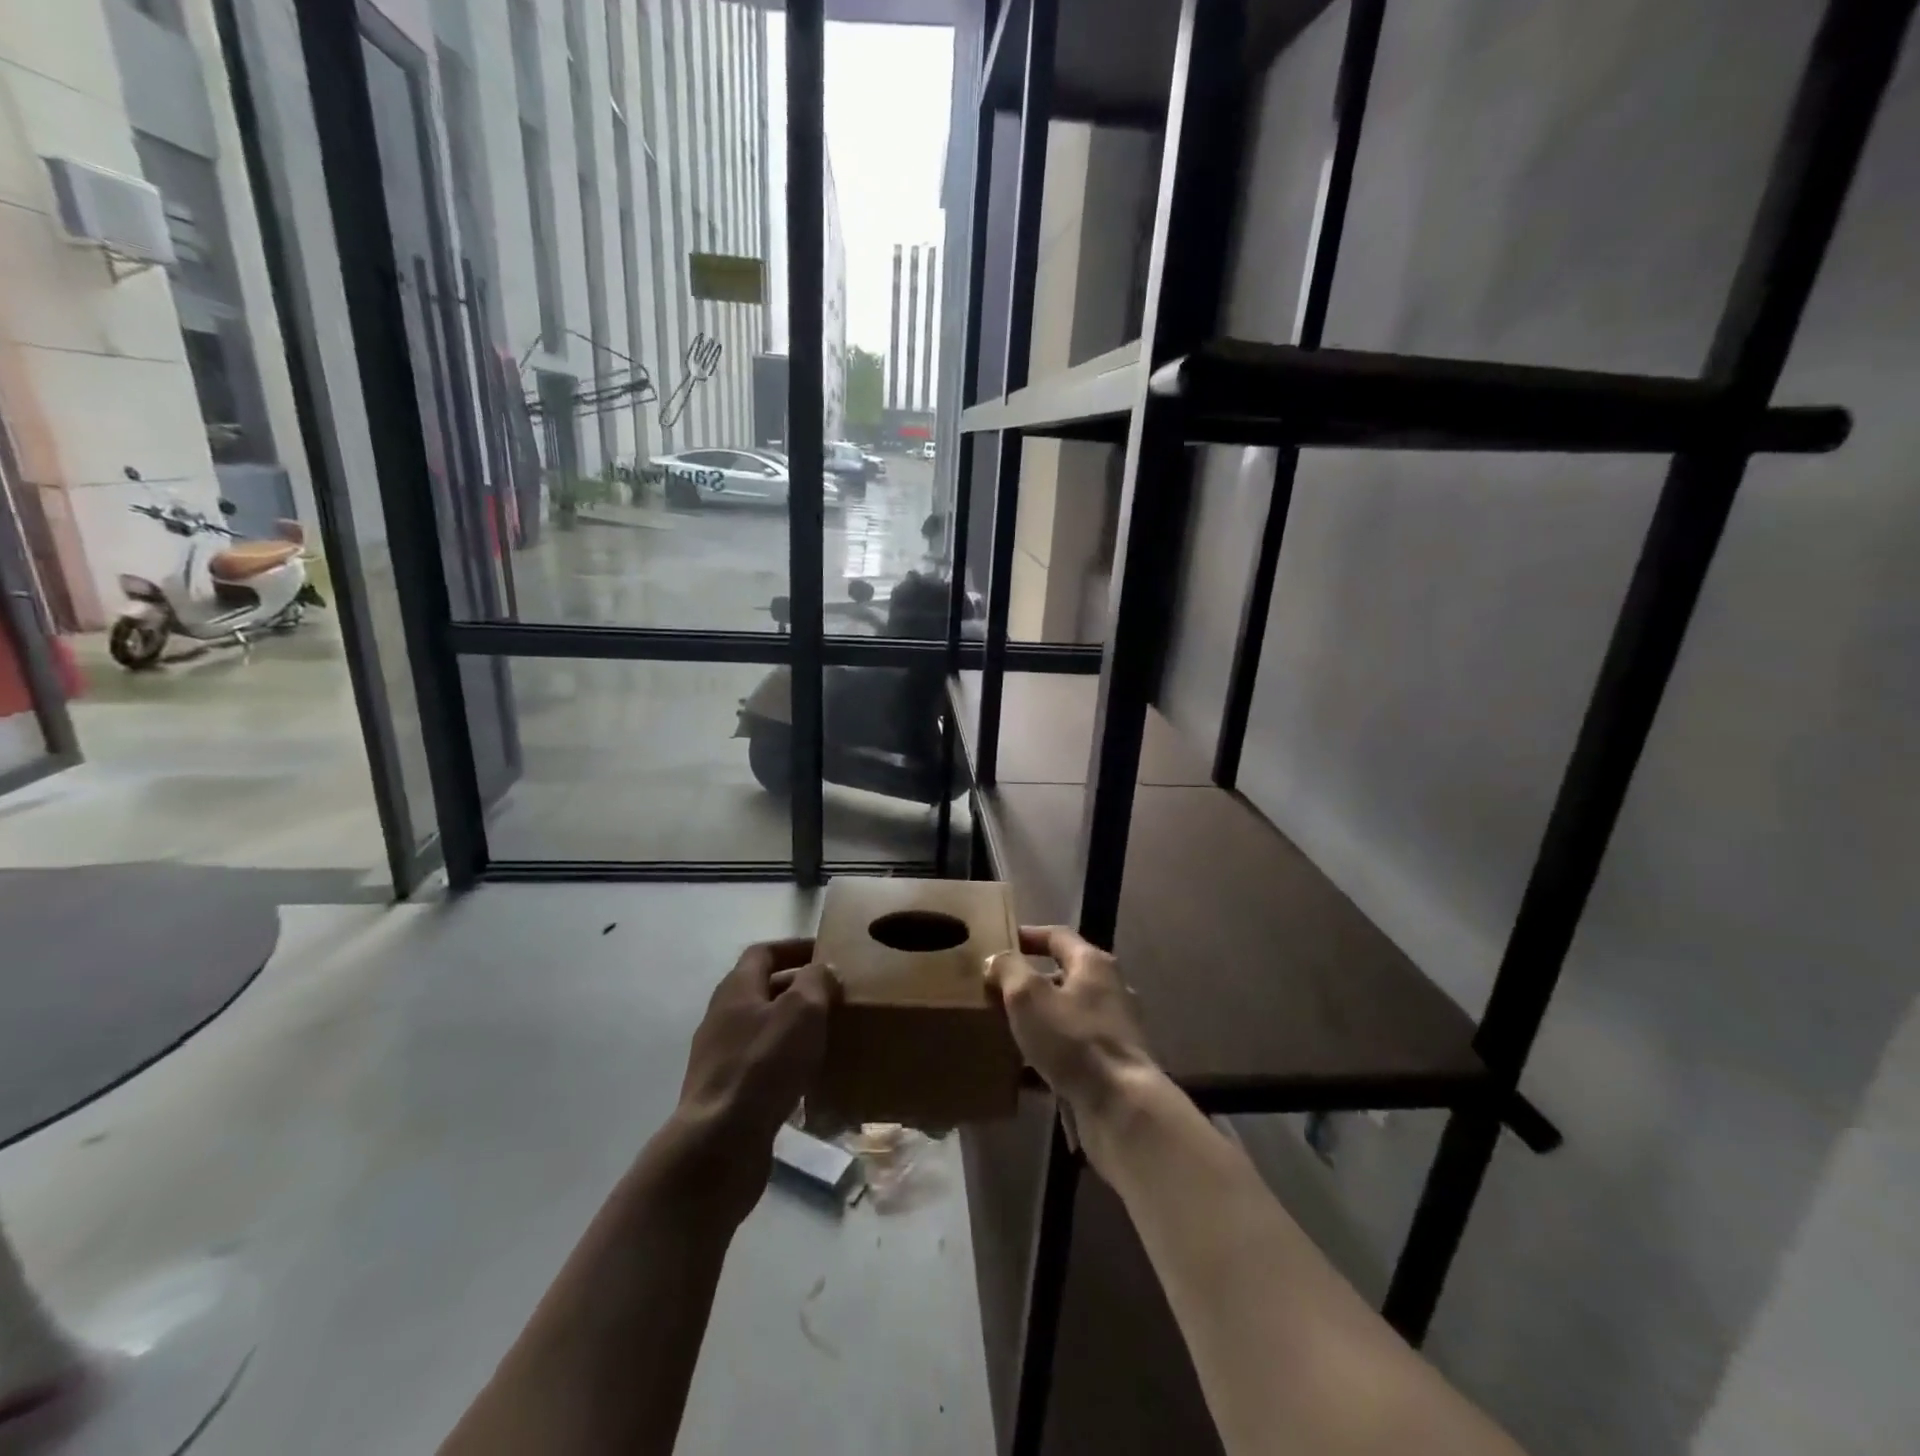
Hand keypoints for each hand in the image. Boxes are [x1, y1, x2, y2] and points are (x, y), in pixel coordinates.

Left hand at [665, 939, 836, 1224]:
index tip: (826, 953)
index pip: (763, 952)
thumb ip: (816, 981)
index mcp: (736, 989)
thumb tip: (822, 971)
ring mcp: (720, 1057)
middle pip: (763, 990)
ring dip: (794, 1028)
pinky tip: (810, 1079)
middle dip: (799, 988)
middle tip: (836, 995)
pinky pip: (761, 1066)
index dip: (794, 948)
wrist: (719, 1143)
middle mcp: (723, 1017)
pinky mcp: (726, 1093)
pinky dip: (786, 1063)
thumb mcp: (802, 1010)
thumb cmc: (763, 1065)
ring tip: (829, 1035)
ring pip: (763, 1029)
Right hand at [987, 926, 1154, 1126]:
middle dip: (1031, 982)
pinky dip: (1048, 1056)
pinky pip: (1072, 1052)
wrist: (1121, 1107)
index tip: (1002, 941)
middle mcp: (1110, 991)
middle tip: (997, 990)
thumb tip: (997, 959)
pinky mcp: (1111, 1066)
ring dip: (1038, 1021)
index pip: (1058, 936)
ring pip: (1067, 1016)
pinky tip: (1022, 1073)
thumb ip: (1009, 970)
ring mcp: (1114, 1031)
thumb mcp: (1028, 996)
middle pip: (1064, 976)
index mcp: (1093, 964)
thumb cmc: (1073, 1040)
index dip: (1029, 935)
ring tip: (1005, 1029)